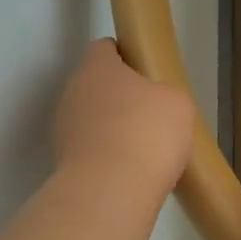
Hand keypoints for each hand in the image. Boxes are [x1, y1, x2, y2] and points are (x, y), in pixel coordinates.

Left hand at [53, 39, 193, 191]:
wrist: (112, 191)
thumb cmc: (148, 133)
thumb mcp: (177, 103)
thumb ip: (164, 93)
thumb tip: (154, 103)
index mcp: (96, 67)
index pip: (105, 49)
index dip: (126, 57)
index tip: (147, 75)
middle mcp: (72, 91)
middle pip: (96, 86)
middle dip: (120, 97)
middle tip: (150, 115)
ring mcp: (63, 128)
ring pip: (91, 119)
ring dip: (111, 129)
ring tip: (142, 149)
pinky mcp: (62, 162)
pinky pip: (90, 150)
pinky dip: (106, 156)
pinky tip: (129, 171)